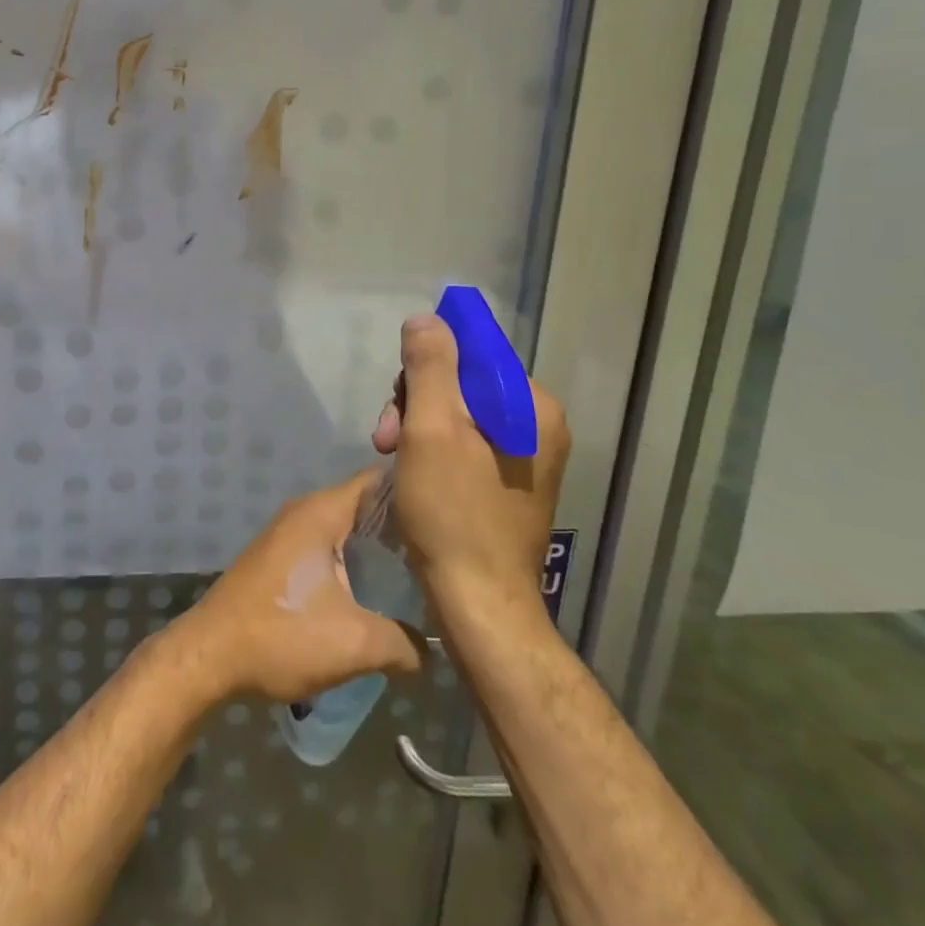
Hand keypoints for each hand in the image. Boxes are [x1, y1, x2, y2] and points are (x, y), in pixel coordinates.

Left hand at [173, 471, 424, 704]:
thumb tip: (431, 650)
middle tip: (442, 553)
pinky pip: (327, 547)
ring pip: (345, 530)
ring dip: (377, 549)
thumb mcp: (356, 643)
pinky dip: (353, 562)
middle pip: (364, 505)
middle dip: (401, 526)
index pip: (377, 481)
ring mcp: (288, 533)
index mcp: (322, 512)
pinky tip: (374, 593)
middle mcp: (304, 512)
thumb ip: (404, 643)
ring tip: (418, 576)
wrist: (210, 654)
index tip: (447, 514)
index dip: (413, 491)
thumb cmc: (283, 635)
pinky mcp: (279, 558)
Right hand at [372, 314, 570, 621]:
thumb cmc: (453, 513)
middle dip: (416, 403)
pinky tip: (410, 472)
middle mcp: (538, 425)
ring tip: (391, 458)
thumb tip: (426, 320)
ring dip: (417, 427)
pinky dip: (432, 449)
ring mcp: (526, 456)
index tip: (397, 403)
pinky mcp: (509, 482)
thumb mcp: (432, 429)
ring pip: (457, 414)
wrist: (480, 606)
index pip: (472, 352)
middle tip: (386, 438)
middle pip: (462, 383)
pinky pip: (464, 443)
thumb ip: (429, 366)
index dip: (425, 367)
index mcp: (532, 406)